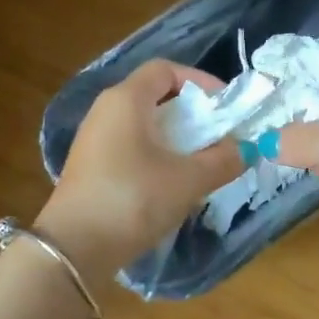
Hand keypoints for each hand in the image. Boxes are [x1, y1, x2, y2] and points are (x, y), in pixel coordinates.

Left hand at [37, 59, 241, 276]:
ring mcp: (93, 140)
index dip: (200, 81)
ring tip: (200, 163)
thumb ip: (223, 160)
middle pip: (154, 96)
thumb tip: (243, 149)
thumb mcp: (189, 180)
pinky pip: (130, 147)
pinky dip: (156, 155)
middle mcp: (105, 111)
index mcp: (126, 100)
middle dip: (191, 113)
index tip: (224, 107)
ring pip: (143, 125)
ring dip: (175, 138)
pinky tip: (171, 184)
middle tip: (217, 137)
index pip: (165, 69)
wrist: (75, 248)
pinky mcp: (90, 167)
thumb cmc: (134, 199)